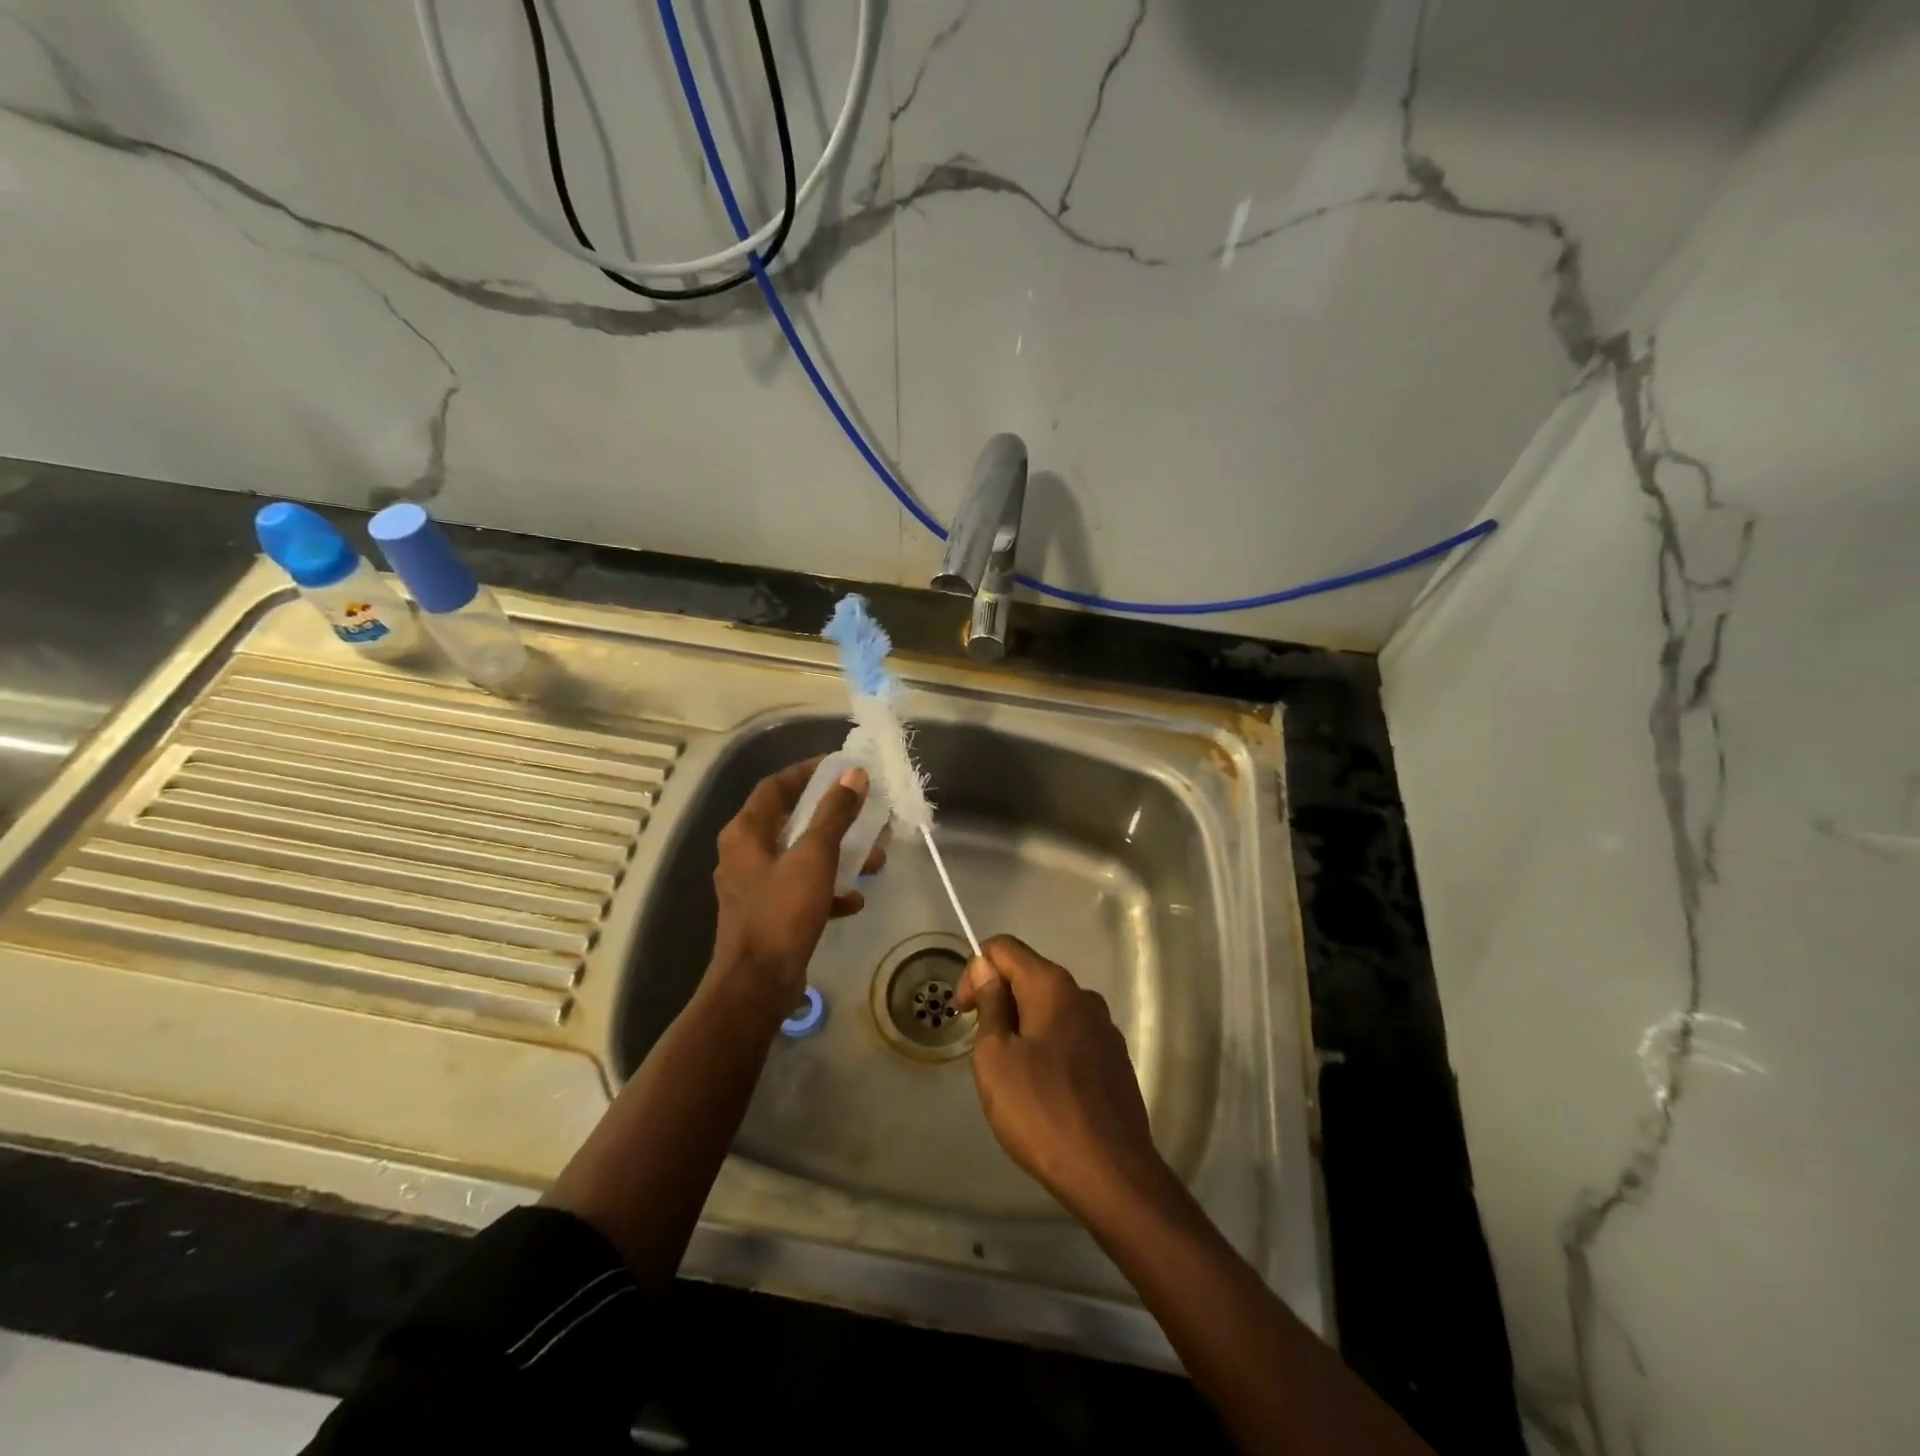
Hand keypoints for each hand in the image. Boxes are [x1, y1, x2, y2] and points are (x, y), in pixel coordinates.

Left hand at [708, 757, 879, 1024]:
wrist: (757, 986)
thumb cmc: (782, 912)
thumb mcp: (814, 857)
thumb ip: (834, 814)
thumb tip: (853, 774)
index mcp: (746, 833)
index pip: (776, 786)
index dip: (808, 772)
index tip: (841, 766)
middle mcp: (744, 854)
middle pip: (791, 820)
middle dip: (832, 816)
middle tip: (865, 811)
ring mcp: (754, 886)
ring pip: (800, 856)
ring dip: (837, 854)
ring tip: (874, 858)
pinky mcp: (768, 913)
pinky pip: (801, 889)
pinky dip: (827, 889)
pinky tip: (855, 900)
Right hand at [955, 936, 1170, 1219]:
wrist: (1111, 1173)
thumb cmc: (1041, 1110)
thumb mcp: (995, 1057)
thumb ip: (990, 1005)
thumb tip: (988, 971)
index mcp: (1053, 986)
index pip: (1004, 947)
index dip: (975, 970)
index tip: (964, 1012)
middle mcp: (1083, 996)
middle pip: (1029, 975)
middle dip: (999, 999)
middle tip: (981, 1046)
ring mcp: (1104, 1028)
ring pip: (1050, 1008)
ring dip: (1023, 1025)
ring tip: (1010, 1072)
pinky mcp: (1115, 1059)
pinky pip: (1071, 1036)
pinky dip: (1048, 1046)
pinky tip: (1042, 1089)